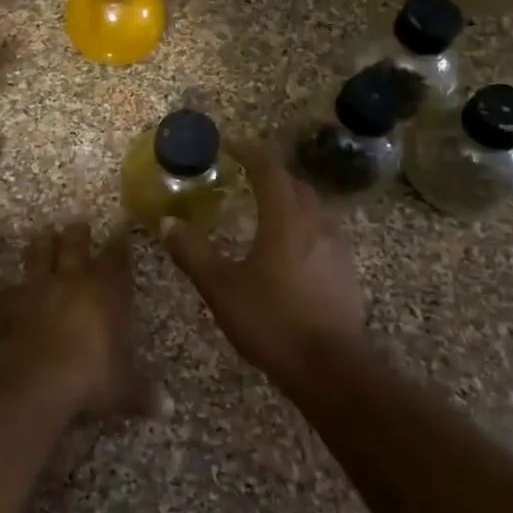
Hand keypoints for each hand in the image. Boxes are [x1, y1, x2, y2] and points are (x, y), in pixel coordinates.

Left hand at [0, 221, 161, 420]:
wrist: (29, 376)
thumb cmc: (88, 376)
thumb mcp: (121, 388)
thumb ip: (142, 393)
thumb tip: (168, 409)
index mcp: (105, 293)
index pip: (116, 262)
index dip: (119, 247)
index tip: (120, 231)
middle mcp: (71, 281)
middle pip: (75, 247)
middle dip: (78, 235)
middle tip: (78, 223)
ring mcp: (35, 288)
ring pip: (40, 256)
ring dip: (43, 245)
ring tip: (44, 236)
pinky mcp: (7, 302)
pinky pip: (12, 287)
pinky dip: (16, 286)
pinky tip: (13, 288)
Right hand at [161, 139, 364, 382]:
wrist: (330, 368)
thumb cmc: (272, 321)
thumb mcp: (221, 288)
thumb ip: (193, 252)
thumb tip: (168, 222)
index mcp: (286, 219)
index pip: (270, 170)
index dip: (250, 151)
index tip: (230, 144)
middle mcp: (316, 224)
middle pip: (295, 184)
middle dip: (270, 172)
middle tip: (244, 174)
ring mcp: (336, 247)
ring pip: (312, 206)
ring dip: (288, 197)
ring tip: (264, 206)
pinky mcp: (345, 271)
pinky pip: (321, 230)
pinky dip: (301, 223)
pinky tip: (287, 245)